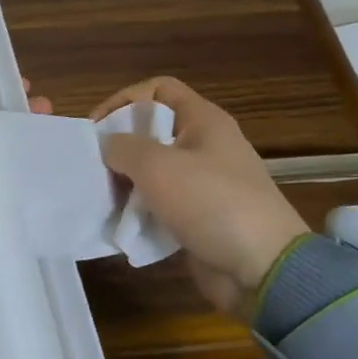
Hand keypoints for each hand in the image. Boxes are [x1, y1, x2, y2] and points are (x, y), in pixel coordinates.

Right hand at [90, 77, 308, 318]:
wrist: (263, 268)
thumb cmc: (211, 203)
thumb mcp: (157, 166)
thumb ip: (122, 147)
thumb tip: (107, 147)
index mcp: (204, 120)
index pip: (158, 89)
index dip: (124, 99)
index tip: (96, 127)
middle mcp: (206, 145)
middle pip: (152, 130)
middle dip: (119, 145)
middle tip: (94, 166)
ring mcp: (205, 183)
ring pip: (154, 170)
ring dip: (126, 181)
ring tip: (102, 196)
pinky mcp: (201, 216)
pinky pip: (162, 203)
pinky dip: (141, 210)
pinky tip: (122, 223)